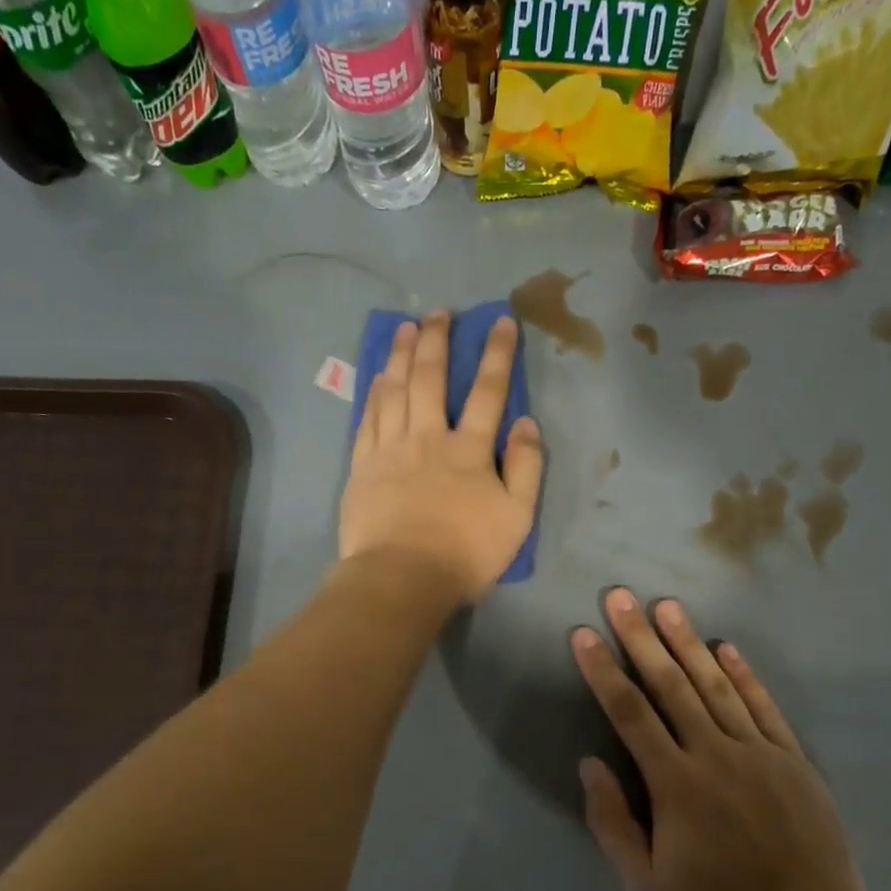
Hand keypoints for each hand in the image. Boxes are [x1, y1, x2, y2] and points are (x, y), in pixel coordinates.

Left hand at [340, 310, 543, 606]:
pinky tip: (378, 376)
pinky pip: (368, 418)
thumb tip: (527, 423)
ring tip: (405, 328)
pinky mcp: (362, 467)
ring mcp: (390, 449)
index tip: (500, 321)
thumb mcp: (517, 518)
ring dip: (402, 355)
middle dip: (438, 340)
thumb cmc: (465, 553)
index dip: (497, 354)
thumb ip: (527, 468)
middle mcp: (428, 438)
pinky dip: (375, 392)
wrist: (402, 578)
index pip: (488, 391)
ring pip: (395, 390)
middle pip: (432, 378)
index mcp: (470, 450)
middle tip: (440, 312)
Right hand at [570, 588, 869, 890]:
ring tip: (667, 606)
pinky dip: (744, 675)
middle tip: (622, 597)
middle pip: (670, 685)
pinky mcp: (792, 759)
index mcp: (674, 782)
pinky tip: (727, 649)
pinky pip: (764, 707)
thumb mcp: (646, 884)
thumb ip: (613, 822)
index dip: (603, 671)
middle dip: (641, 638)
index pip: (629, 713)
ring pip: (716, 686)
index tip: (584, 635)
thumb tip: (591, 764)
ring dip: (689, 642)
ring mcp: (757, 751)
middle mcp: (713, 753)